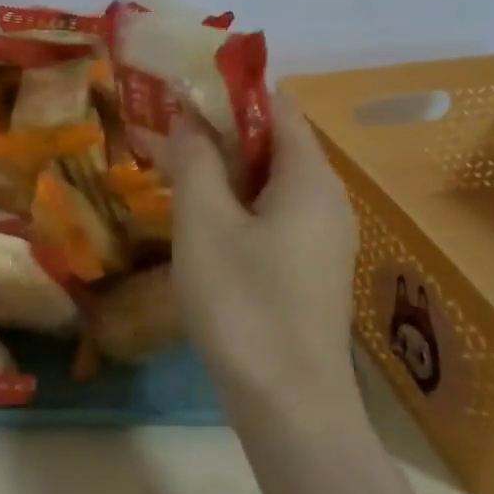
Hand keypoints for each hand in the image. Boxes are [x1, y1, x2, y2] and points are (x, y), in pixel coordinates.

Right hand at [167, 94, 360, 412]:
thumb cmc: (243, 303)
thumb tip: (186, 116)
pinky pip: (273, 215)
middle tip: (166, 133)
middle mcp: (327, 199)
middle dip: (220, 131)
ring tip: (174, 173)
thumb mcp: (204, 223)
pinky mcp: (310, 269)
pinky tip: (201, 223)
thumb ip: (195, 160)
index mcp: (309, 178)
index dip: (229, 91)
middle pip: (275, 142)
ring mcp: (323, 237)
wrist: (289, 403)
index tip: (181, 90)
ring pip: (271, 182)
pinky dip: (237, 204)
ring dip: (225, 169)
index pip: (277, 106)